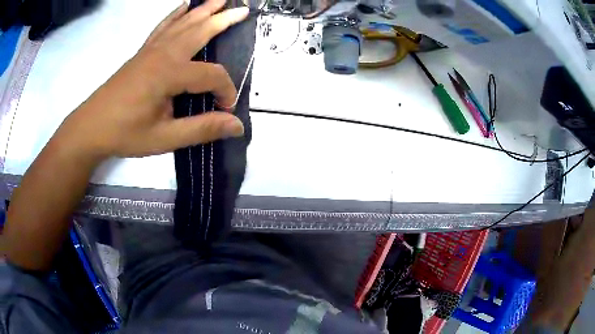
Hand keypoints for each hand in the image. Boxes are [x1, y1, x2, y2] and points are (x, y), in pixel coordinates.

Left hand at [55, 0, 248, 160]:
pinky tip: (183, 7)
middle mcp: (163, 54)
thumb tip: (237, 125)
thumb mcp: (164, 138)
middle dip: (223, 20)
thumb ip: (202, 129)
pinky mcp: (142, 52)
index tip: (227, 109)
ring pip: (183, 23)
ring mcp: (151, 49)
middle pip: (199, 31)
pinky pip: (163, 26)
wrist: (91, 127)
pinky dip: (175, 14)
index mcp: (169, 74)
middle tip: (243, 9)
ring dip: (203, 10)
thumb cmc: (125, 134)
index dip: (225, 90)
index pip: (211, 75)